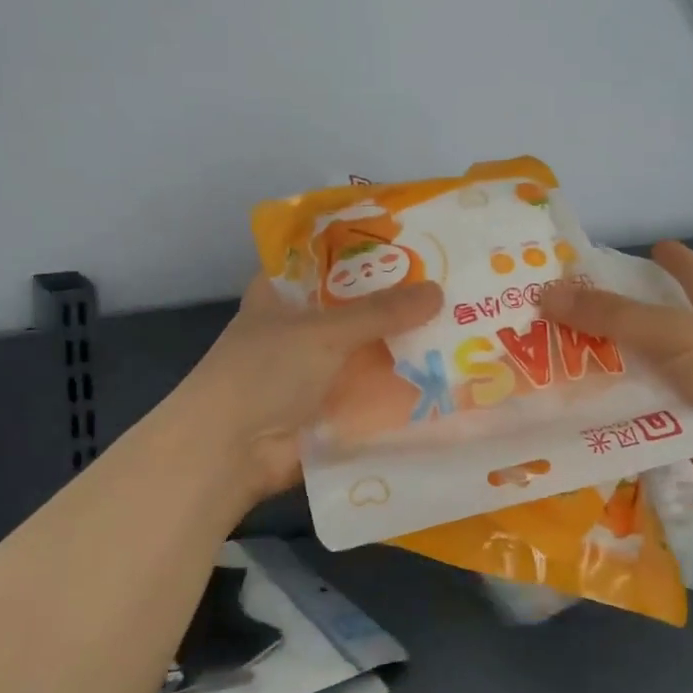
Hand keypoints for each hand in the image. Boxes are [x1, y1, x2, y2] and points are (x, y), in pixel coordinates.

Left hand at [172, 273, 443, 503]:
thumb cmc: (265, 372)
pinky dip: (399, 387)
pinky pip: (371, 391)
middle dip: (396, 302)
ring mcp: (314, 370)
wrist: (231, 452)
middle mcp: (298, 328)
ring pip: (366, 351)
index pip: (324, 259)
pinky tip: (445, 377)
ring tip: (461, 327)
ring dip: (402, 347)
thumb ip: (381, 312)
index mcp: (281, 294)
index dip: (363, 249)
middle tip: (451, 284)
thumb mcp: (324, 331)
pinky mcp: (329, 409)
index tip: (411, 241)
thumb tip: (438, 292)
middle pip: (354, 308)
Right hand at [539, 241, 692, 505]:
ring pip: (638, 368)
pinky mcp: (680, 423)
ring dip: (603, 365)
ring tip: (550, 357)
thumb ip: (610, 314)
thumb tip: (545, 293)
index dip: (675, 259)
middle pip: (652, 323)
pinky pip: (636, 408)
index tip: (652, 246)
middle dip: (612, 316)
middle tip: (562, 309)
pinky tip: (571, 403)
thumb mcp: (670, 332)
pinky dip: (609, 405)